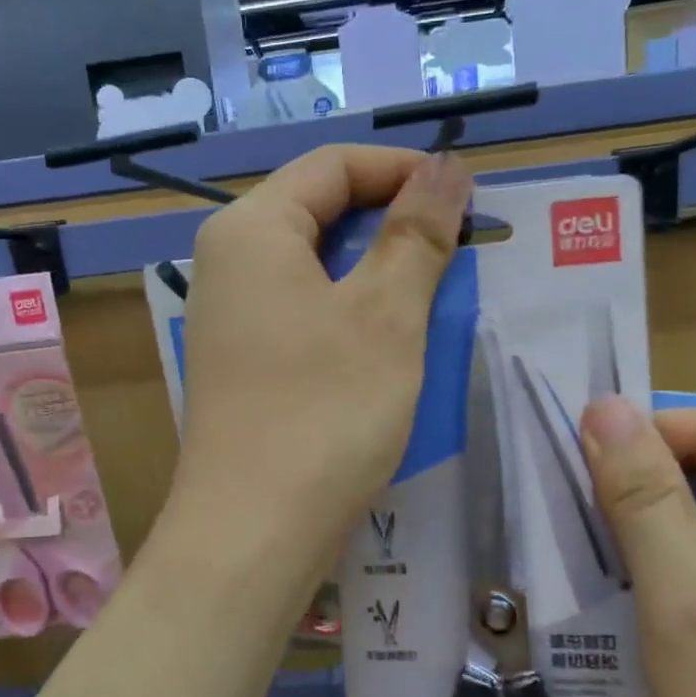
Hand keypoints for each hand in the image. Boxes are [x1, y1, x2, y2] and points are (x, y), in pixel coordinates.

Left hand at [168, 144, 470, 573]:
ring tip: (436, 294)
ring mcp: (231, 319)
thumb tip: (444, 166)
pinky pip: (305, 314)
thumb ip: (416, 231)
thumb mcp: (386, 314)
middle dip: (393, 223)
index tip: (467, 196)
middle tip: (459, 249)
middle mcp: (228, 264)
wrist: (254, 531)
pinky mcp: (244, 364)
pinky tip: (392, 343)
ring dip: (378, 272)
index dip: (403, 170)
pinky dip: (352, 314)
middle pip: (320, 212)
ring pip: (316, 268)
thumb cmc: (324, 410)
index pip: (333, 165)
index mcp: (251, 230)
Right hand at [579, 400, 695, 696]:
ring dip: (645, 525)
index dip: (634, 443)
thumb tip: (602, 405)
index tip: (567, 478)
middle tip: (575, 524)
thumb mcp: (686, 597)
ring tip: (594, 557)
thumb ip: (642, 495)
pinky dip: (664, 558)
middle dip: (638, 488)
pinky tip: (630, 587)